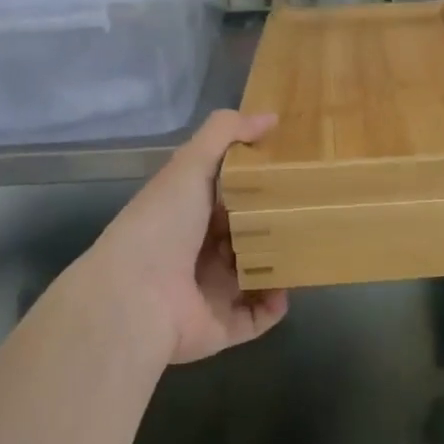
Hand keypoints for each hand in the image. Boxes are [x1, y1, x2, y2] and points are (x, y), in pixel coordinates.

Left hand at [83, 110, 289, 365]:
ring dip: (278, 265)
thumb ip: (226, 133)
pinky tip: (287, 289)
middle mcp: (198, 251)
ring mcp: (209, 290)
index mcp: (188, 212)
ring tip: (306, 249)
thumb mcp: (192, 164)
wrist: (135, 296)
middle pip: (244, 235)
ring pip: (254, 275)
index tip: (290, 171)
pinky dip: (274, 305)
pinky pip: (256, 317)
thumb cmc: (164, 223)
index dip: (256, 183)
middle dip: (273, 225)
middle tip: (308, 211)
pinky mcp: (220, 325)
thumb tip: (270, 117)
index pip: (227, 195)